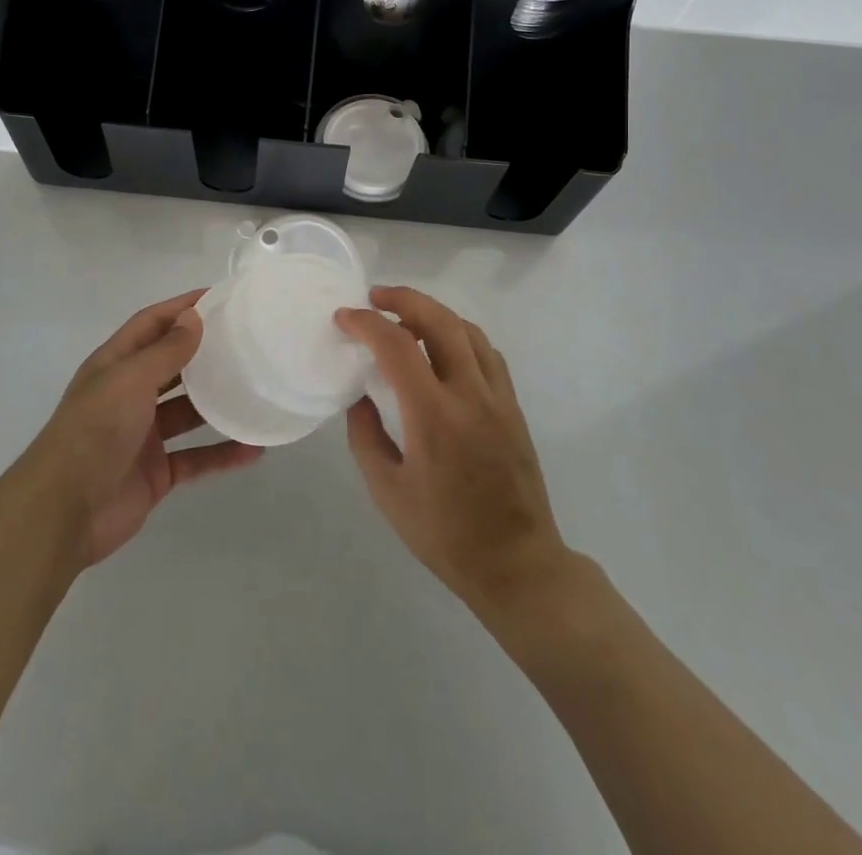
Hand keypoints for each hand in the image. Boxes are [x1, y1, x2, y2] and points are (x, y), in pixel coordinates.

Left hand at [20, 289, 262, 568]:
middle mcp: (128, 395)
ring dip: (218, 404)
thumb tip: (194, 316)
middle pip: (172, 365)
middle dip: (204, 352)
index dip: (182, 308)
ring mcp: (143, 435)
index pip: (151, 324)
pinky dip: (222, 454)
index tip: (221, 297)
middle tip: (246, 342)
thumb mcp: (130, 380)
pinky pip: (196, 457)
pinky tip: (254, 450)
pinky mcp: (156, 472)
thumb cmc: (94, 430)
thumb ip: (166, 351)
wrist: (64, 511)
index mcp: (115, 365)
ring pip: (188, 412)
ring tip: (257, 391)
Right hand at [337, 287, 572, 618]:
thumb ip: (365, 437)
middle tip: (375, 298)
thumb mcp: (387, 492)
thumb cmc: (445, 535)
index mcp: (434, 416)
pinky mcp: (513, 406)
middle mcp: (470, 394)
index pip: (397, 345)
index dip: (366, 323)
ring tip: (405, 316)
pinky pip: (487, 352)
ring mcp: (498, 397)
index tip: (344, 318)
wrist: (517, 564)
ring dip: (433, 312)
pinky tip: (444, 346)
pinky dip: (460, 334)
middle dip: (403, 299)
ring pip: (468, 330)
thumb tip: (359, 398)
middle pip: (440, 320)